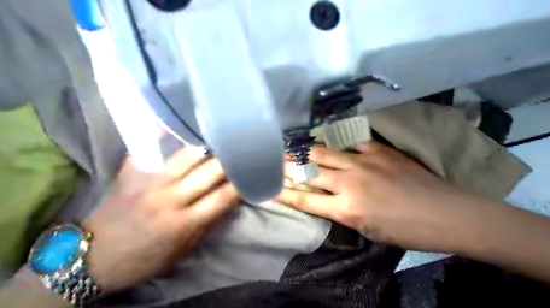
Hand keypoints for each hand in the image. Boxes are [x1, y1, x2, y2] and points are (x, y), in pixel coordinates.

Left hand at [81, 148, 237, 292]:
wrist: (92, 257)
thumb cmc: (144, 258)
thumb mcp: (182, 250)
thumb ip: (205, 224)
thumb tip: (226, 202)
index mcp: (183, 223)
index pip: (222, 198)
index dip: (239, 185)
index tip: (249, 176)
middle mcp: (169, 199)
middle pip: (208, 173)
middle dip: (228, 163)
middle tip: (238, 155)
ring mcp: (149, 184)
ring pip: (186, 157)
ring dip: (206, 149)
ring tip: (216, 143)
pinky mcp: (131, 175)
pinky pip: (152, 151)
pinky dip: (166, 140)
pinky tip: (180, 132)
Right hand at [280, 142, 488, 252]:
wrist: (445, 213)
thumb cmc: (406, 230)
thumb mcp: (367, 230)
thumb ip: (341, 212)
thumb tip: (322, 199)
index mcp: (346, 209)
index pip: (305, 200)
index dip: (284, 194)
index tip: (269, 186)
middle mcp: (349, 182)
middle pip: (310, 172)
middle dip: (288, 167)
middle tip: (275, 160)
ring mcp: (363, 162)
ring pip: (325, 153)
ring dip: (307, 151)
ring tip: (293, 146)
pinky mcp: (378, 150)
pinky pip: (351, 141)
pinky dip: (338, 142)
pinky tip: (330, 138)